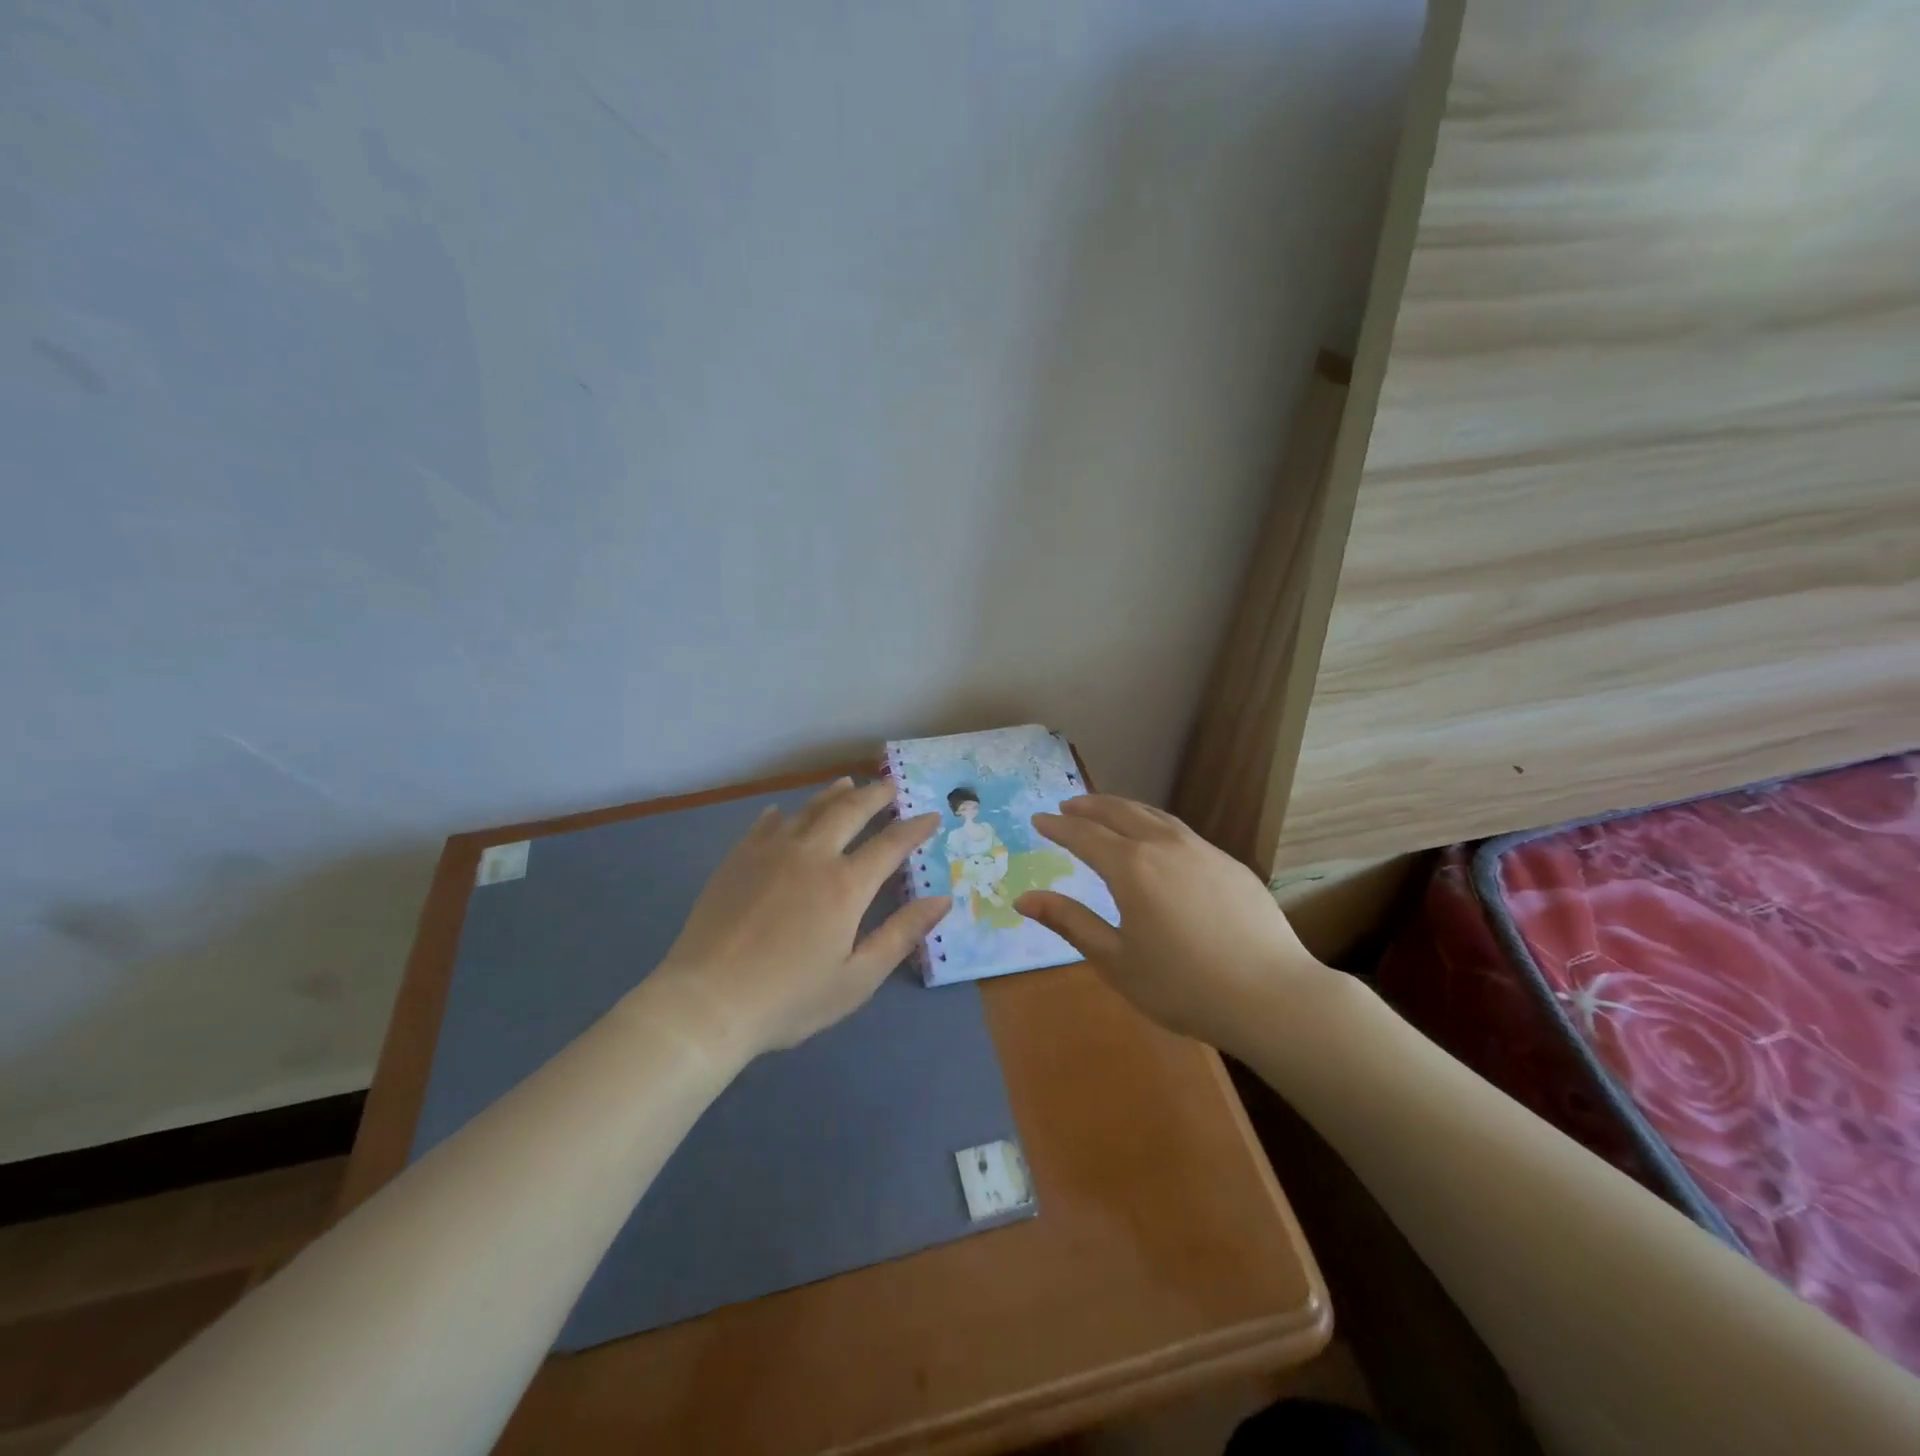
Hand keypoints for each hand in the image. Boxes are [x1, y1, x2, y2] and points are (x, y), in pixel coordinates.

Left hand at [646, 778, 949, 1058]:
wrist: (706, 1002)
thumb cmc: (788, 999)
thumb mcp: (856, 979)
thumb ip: (901, 935)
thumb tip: (942, 899)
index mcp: (846, 885)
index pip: (890, 844)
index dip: (915, 828)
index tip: (932, 816)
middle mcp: (812, 855)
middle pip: (850, 811)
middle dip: (876, 796)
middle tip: (891, 786)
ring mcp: (770, 852)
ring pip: (809, 810)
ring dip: (834, 794)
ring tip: (849, 784)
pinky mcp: (738, 858)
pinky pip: (765, 824)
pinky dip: (782, 814)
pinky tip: (782, 813)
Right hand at [1015, 795, 1337, 1054]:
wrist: (1272, 996)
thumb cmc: (1183, 986)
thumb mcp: (1115, 960)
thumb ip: (1070, 922)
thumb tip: (1024, 899)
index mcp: (1131, 867)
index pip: (1084, 835)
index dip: (1058, 826)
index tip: (1038, 818)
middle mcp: (1164, 845)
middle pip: (1120, 812)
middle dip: (1089, 805)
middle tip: (1068, 804)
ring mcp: (1202, 850)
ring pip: (1154, 816)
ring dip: (1124, 808)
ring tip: (1107, 810)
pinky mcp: (1230, 864)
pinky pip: (1182, 832)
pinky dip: (1156, 825)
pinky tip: (1157, 840)